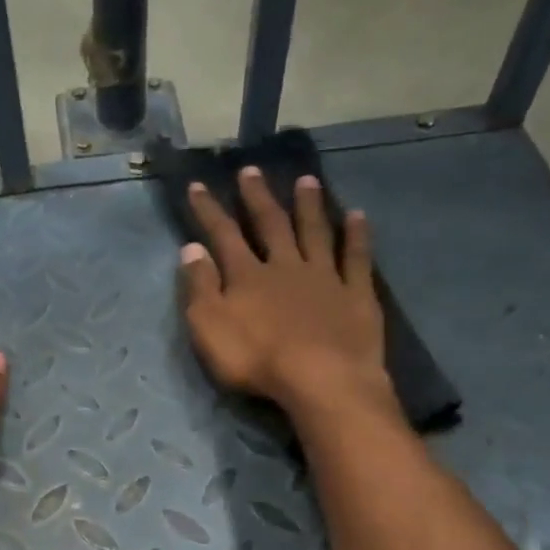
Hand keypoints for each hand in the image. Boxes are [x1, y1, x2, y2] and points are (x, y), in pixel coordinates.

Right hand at [179, 167, 399, 424]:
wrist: (321, 379)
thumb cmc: (257, 359)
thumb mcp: (210, 327)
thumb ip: (200, 287)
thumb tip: (191, 249)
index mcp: (247, 276)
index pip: (223, 235)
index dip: (209, 210)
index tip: (199, 185)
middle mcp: (286, 266)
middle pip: (271, 224)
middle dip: (258, 197)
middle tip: (252, 170)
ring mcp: (325, 277)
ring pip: (315, 232)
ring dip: (309, 206)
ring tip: (307, 181)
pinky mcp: (356, 294)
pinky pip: (356, 257)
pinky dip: (357, 235)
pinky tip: (358, 216)